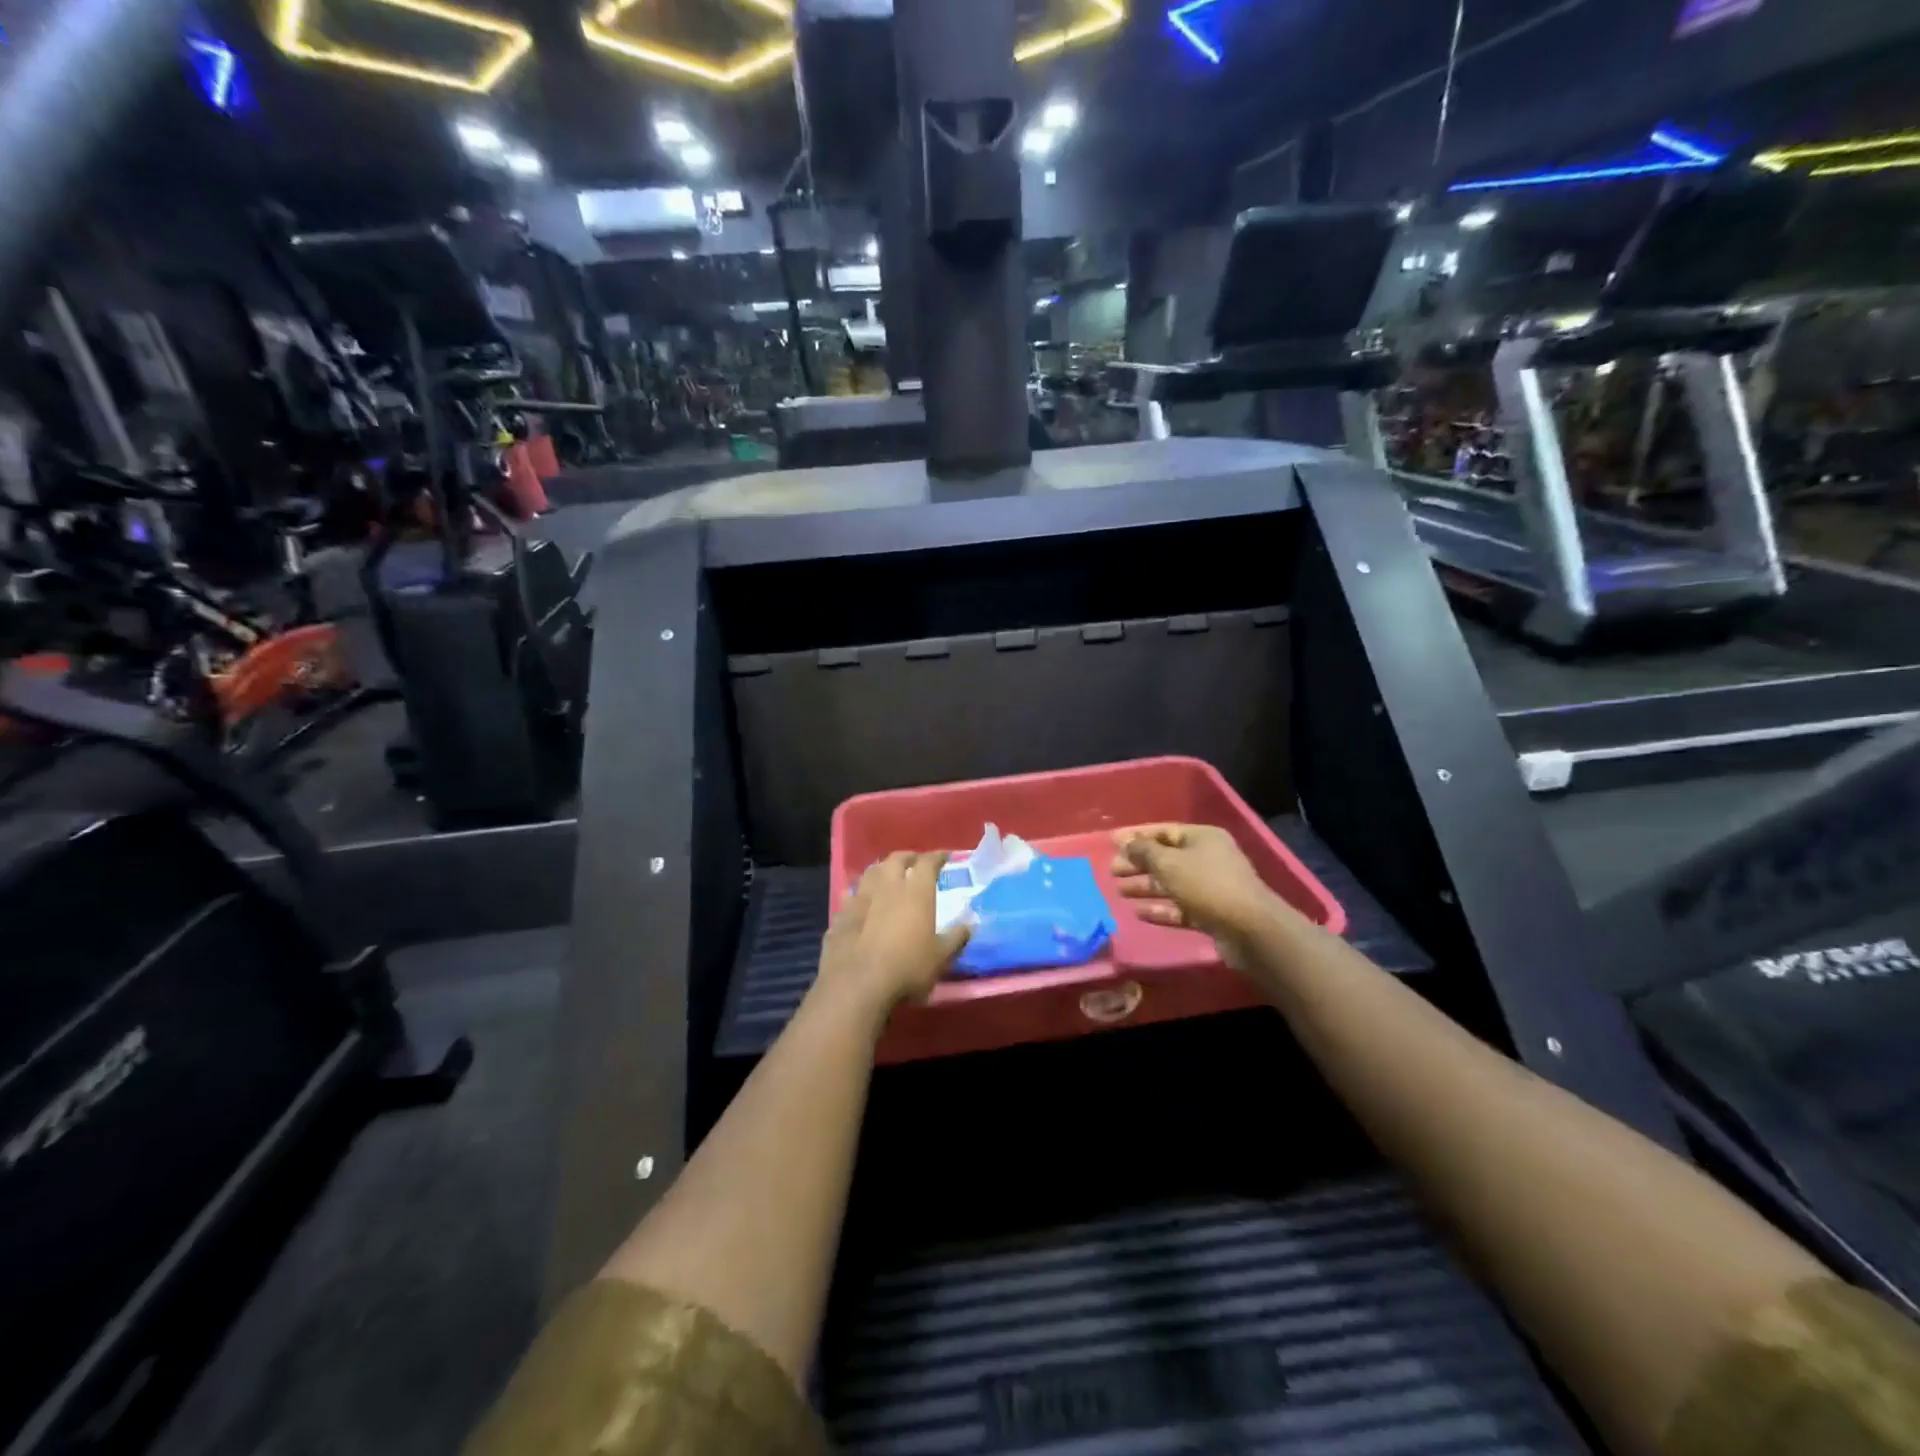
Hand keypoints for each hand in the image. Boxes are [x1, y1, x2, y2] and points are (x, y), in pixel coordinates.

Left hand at [815, 851, 970, 1023]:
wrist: (858, 985)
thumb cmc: (907, 968)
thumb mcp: (941, 957)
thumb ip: (956, 938)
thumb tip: (969, 925)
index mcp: (916, 892)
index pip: (928, 862)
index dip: (938, 856)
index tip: (945, 856)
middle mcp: (887, 886)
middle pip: (896, 860)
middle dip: (907, 857)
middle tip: (915, 862)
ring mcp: (860, 899)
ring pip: (870, 872)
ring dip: (881, 870)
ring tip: (887, 875)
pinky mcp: (840, 915)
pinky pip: (849, 895)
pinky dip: (856, 893)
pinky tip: (857, 898)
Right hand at [1110, 824, 1287, 971]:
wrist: (1251, 929)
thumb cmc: (1207, 885)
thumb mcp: (1169, 864)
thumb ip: (1144, 851)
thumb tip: (1124, 841)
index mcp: (1203, 838)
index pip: (1164, 832)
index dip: (1137, 836)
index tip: (1112, 842)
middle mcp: (1208, 859)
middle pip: (1166, 858)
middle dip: (1138, 864)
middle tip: (1112, 871)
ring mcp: (1211, 888)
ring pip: (1172, 884)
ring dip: (1146, 887)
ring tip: (1119, 892)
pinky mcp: (1212, 914)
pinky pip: (1180, 908)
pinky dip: (1161, 909)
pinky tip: (1139, 913)